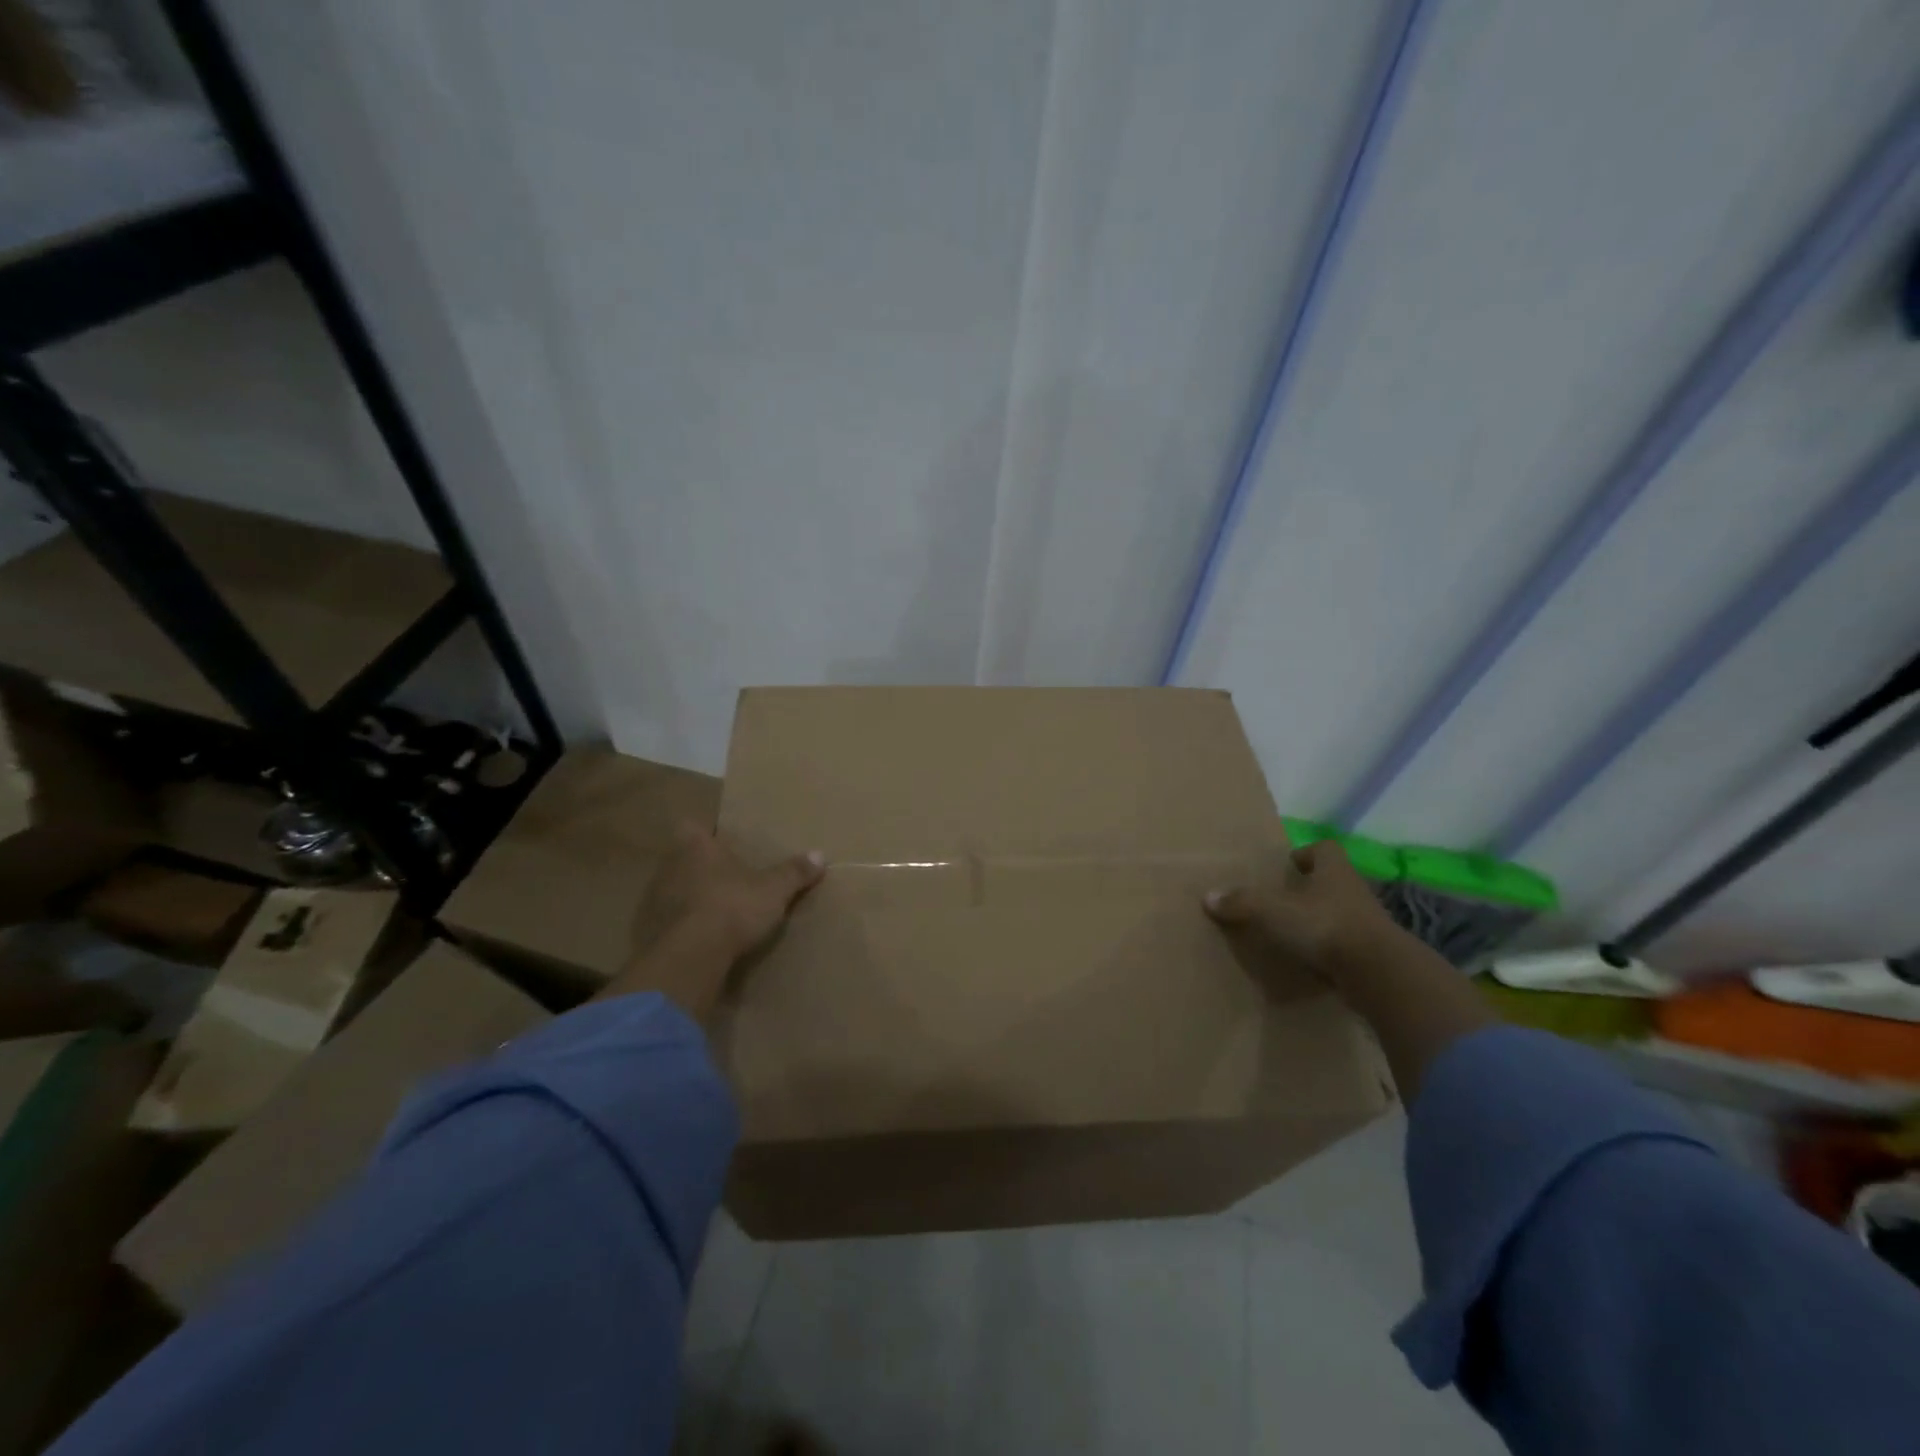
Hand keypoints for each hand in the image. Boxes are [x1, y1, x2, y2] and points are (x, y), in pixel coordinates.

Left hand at [604, 825, 824, 1017]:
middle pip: (682, 859)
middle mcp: (670, 867)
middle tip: (725, 877)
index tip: (718, 840)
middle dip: (700, 867)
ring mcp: (655, 901)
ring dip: (689, 898)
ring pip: (672, 890)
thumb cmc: (733, 907)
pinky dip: (681, 927)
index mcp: (697, 847)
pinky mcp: (649, 933)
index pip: (691, 827)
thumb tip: (820, 855)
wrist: (691, 957)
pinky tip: (699, 939)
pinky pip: (667, 923)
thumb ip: (794, 872)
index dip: (703, 832)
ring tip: (714, 910)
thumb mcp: (774, 890)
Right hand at [1203, 840, 1396, 989]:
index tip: (1288, 865)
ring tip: (1291, 933)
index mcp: (1333, 870)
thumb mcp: (1272, 911)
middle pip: (1332, 881)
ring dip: (1320, 920)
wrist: (1379, 974)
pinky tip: (1310, 962)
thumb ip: (1241, 902)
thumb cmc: (1324, 926)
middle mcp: (1354, 891)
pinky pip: (1346, 946)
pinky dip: (1329, 951)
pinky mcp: (1373, 955)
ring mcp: (1368, 924)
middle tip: (1281, 900)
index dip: (1307, 853)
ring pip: (1340, 913)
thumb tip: (1208, 896)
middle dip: (1309, 888)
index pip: (1324, 848)